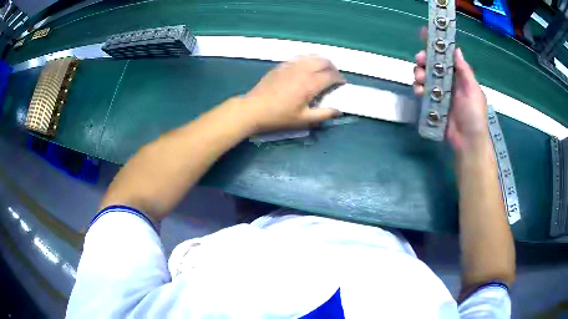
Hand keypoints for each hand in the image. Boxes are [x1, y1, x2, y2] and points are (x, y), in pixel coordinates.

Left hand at [242, 55, 344, 132]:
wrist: (253, 109)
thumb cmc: (279, 117)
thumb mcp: (303, 120)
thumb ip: (323, 114)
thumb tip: (338, 111)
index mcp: (310, 84)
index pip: (331, 75)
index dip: (339, 79)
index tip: (342, 84)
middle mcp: (302, 70)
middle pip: (323, 61)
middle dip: (332, 67)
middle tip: (334, 76)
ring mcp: (290, 66)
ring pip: (311, 56)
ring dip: (321, 61)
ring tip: (323, 69)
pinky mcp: (281, 66)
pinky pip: (299, 58)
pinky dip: (307, 60)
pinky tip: (306, 67)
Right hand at [413, 48, 489, 152]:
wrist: (468, 143)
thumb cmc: (474, 115)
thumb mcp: (473, 91)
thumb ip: (465, 71)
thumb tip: (456, 50)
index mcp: (460, 77)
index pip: (447, 57)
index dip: (436, 46)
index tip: (425, 35)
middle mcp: (449, 82)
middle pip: (432, 65)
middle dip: (424, 60)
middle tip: (419, 60)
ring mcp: (440, 93)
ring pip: (425, 77)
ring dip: (419, 73)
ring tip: (419, 78)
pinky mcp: (433, 104)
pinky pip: (423, 92)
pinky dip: (418, 89)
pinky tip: (418, 90)